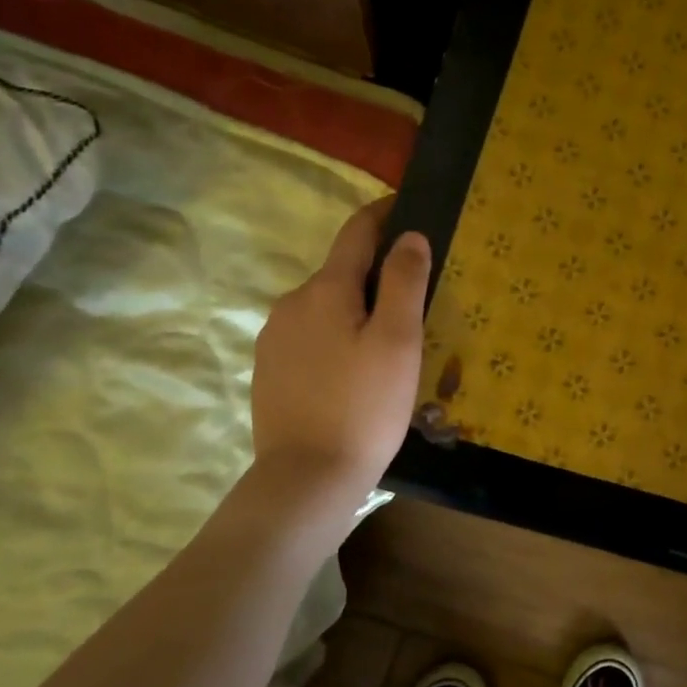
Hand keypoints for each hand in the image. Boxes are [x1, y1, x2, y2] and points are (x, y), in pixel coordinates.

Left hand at [251, 199, 430, 495]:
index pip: (357, 232)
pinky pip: (311, 337)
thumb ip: (403, 281)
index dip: (384, 214)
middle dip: (377, 275)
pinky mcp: (269, 370)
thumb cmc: (364, 407)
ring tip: (390, 345)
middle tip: (417, 302)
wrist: (307, 478)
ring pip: (326, 308)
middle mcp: (291, 303)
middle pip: (342, 272)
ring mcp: (274, 338)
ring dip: (356, 312)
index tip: (410, 208)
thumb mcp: (398, 341)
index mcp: (325, 289)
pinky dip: (337, 339)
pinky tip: (355, 373)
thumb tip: (408, 235)